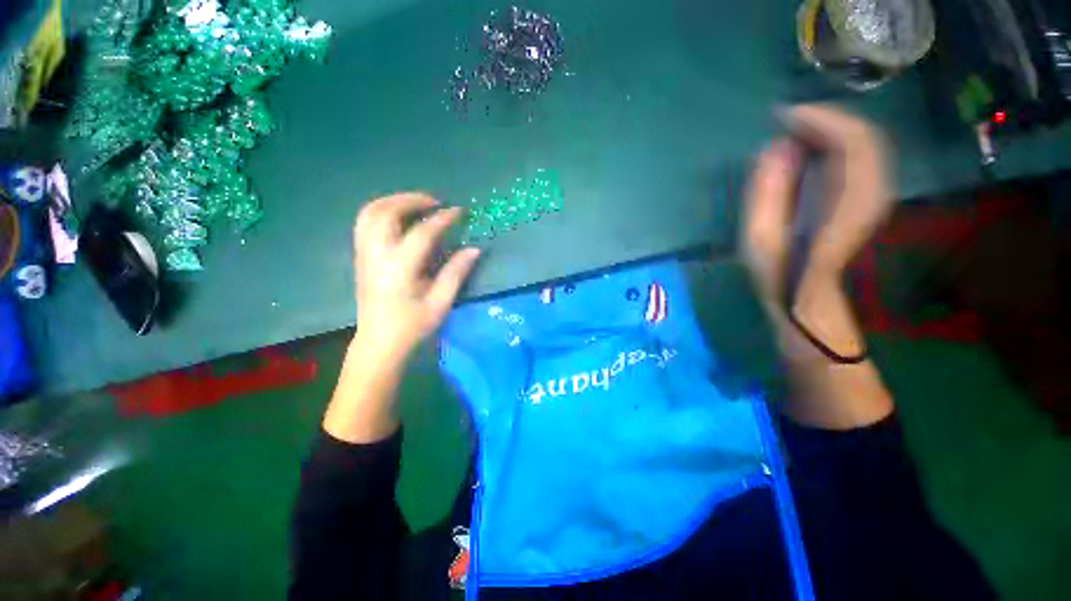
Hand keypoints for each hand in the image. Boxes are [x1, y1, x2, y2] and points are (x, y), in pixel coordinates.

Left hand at [352, 192, 480, 360]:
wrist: (379, 343)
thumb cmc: (412, 326)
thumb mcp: (440, 303)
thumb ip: (456, 273)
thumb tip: (474, 249)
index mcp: (400, 268)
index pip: (422, 232)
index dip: (442, 219)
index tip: (459, 211)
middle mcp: (377, 255)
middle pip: (387, 212)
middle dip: (411, 199)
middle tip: (434, 201)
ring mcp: (364, 254)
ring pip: (370, 214)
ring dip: (393, 201)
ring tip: (415, 203)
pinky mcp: (360, 257)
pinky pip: (365, 223)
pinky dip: (382, 211)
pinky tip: (399, 218)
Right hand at [742, 105, 894, 428]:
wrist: (808, 305)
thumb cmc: (778, 277)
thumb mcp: (758, 239)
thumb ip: (766, 192)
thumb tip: (775, 149)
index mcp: (845, 205)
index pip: (852, 142)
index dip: (820, 120)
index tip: (783, 117)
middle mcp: (870, 194)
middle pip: (864, 137)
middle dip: (825, 120)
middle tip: (786, 122)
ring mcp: (874, 197)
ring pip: (866, 144)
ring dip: (832, 130)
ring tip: (794, 132)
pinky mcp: (868, 200)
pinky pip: (862, 158)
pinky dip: (838, 145)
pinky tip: (811, 150)